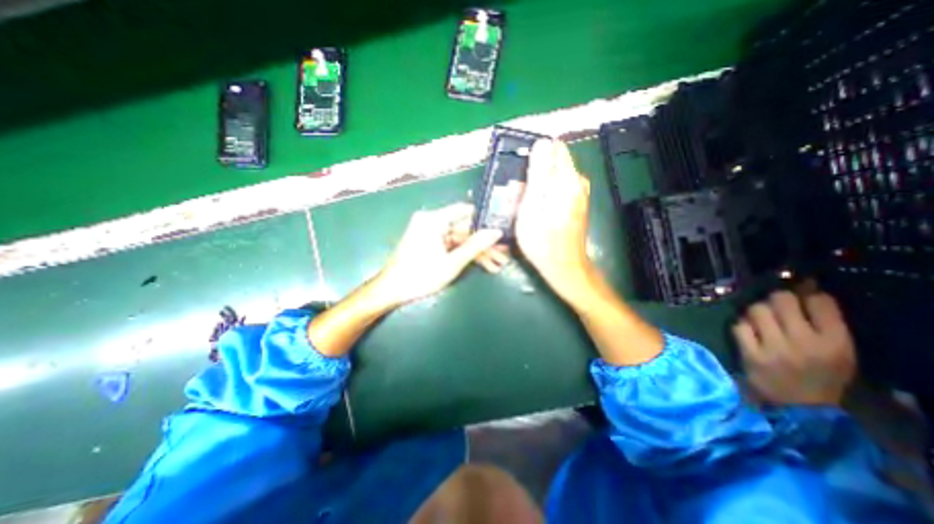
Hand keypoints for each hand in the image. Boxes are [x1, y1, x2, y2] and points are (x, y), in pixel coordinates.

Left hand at [373, 200, 503, 306]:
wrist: (392, 291)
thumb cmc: (420, 276)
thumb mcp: (452, 262)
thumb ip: (475, 246)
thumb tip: (496, 232)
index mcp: (434, 220)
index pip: (465, 211)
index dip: (484, 220)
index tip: (501, 229)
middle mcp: (432, 221)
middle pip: (465, 229)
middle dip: (484, 243)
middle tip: (503, 254)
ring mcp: (430, 233)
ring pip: (461, 239)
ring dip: (478, 252)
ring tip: (497, 264)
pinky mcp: (430, 243)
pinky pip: (452, 245)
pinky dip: (465, 254)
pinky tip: (482, 265)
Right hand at [513, 139, 593, 302]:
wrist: (563, 266)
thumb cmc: (543, 241)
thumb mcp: (533, 207)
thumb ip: (538, 175)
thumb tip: (542, 142)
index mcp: (567, 179)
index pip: (553, 147)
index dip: (534, 154)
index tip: (520, 171)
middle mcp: (578, 181)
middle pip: (554, 161)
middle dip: (534, 170)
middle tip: (519, 192)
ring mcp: (579, 193)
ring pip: (554, 175)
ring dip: (538, 182)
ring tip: (524, 201)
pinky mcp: (576, 203)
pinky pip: (558, 187)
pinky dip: (545, 191)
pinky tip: (535, 207)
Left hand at [734, 291, 855, 404]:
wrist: (800, 408)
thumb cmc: (820, 376)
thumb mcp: (838, 352)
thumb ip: (824, 322)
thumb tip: (804, 289)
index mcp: (836, 342)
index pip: (819, 301)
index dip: (805, 295)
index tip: (799, 300)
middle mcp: (805, 342)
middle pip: (781, 299)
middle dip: (775, 299)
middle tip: (774, 307)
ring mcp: (775, 348)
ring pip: (756, 309)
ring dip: (755, 311)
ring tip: (759, 321)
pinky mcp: (751, 354)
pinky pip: (739, 327)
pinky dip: (741, 327)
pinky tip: (747, 334)